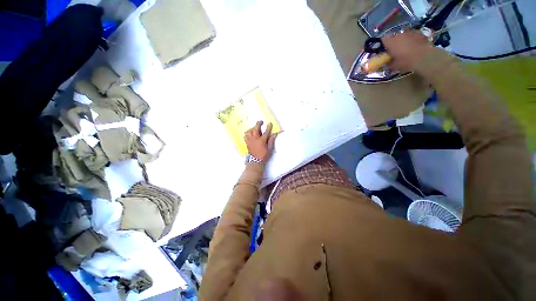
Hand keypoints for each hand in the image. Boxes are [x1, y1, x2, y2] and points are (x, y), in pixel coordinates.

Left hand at [244, 121, 276, 162]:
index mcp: (261, 141)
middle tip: (261, 121)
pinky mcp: (247, 143)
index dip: (268, 127)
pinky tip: (250, 133)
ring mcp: (250, 140)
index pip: (266, 132)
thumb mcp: (269, 149)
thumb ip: (271, 141)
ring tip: (255, 128)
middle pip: (255, 129)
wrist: (255, 161)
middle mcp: (255, 139)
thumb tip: (274, 134)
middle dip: (258, 124)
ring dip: (252, 128)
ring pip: (249, 131)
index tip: (270, 123)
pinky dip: (247, 133)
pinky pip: (246, 136)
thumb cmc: (263, 156)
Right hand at [381, 30, 433, 71]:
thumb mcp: (393, 66)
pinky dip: (412, 39)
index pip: (382, 40)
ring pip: (403, 35)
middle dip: (393, 42)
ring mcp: (409, 33)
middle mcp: (399, 35)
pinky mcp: (419, 33)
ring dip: (403, 40)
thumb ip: (387, 63)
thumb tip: (384, 63)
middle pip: (393, 37)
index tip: (384, 50)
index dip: (383, 44)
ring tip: (406, 47)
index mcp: (391, 42)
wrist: (425, 57)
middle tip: (395, 50)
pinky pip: (413, 35)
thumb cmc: (406, 61)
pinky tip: (414, 45)